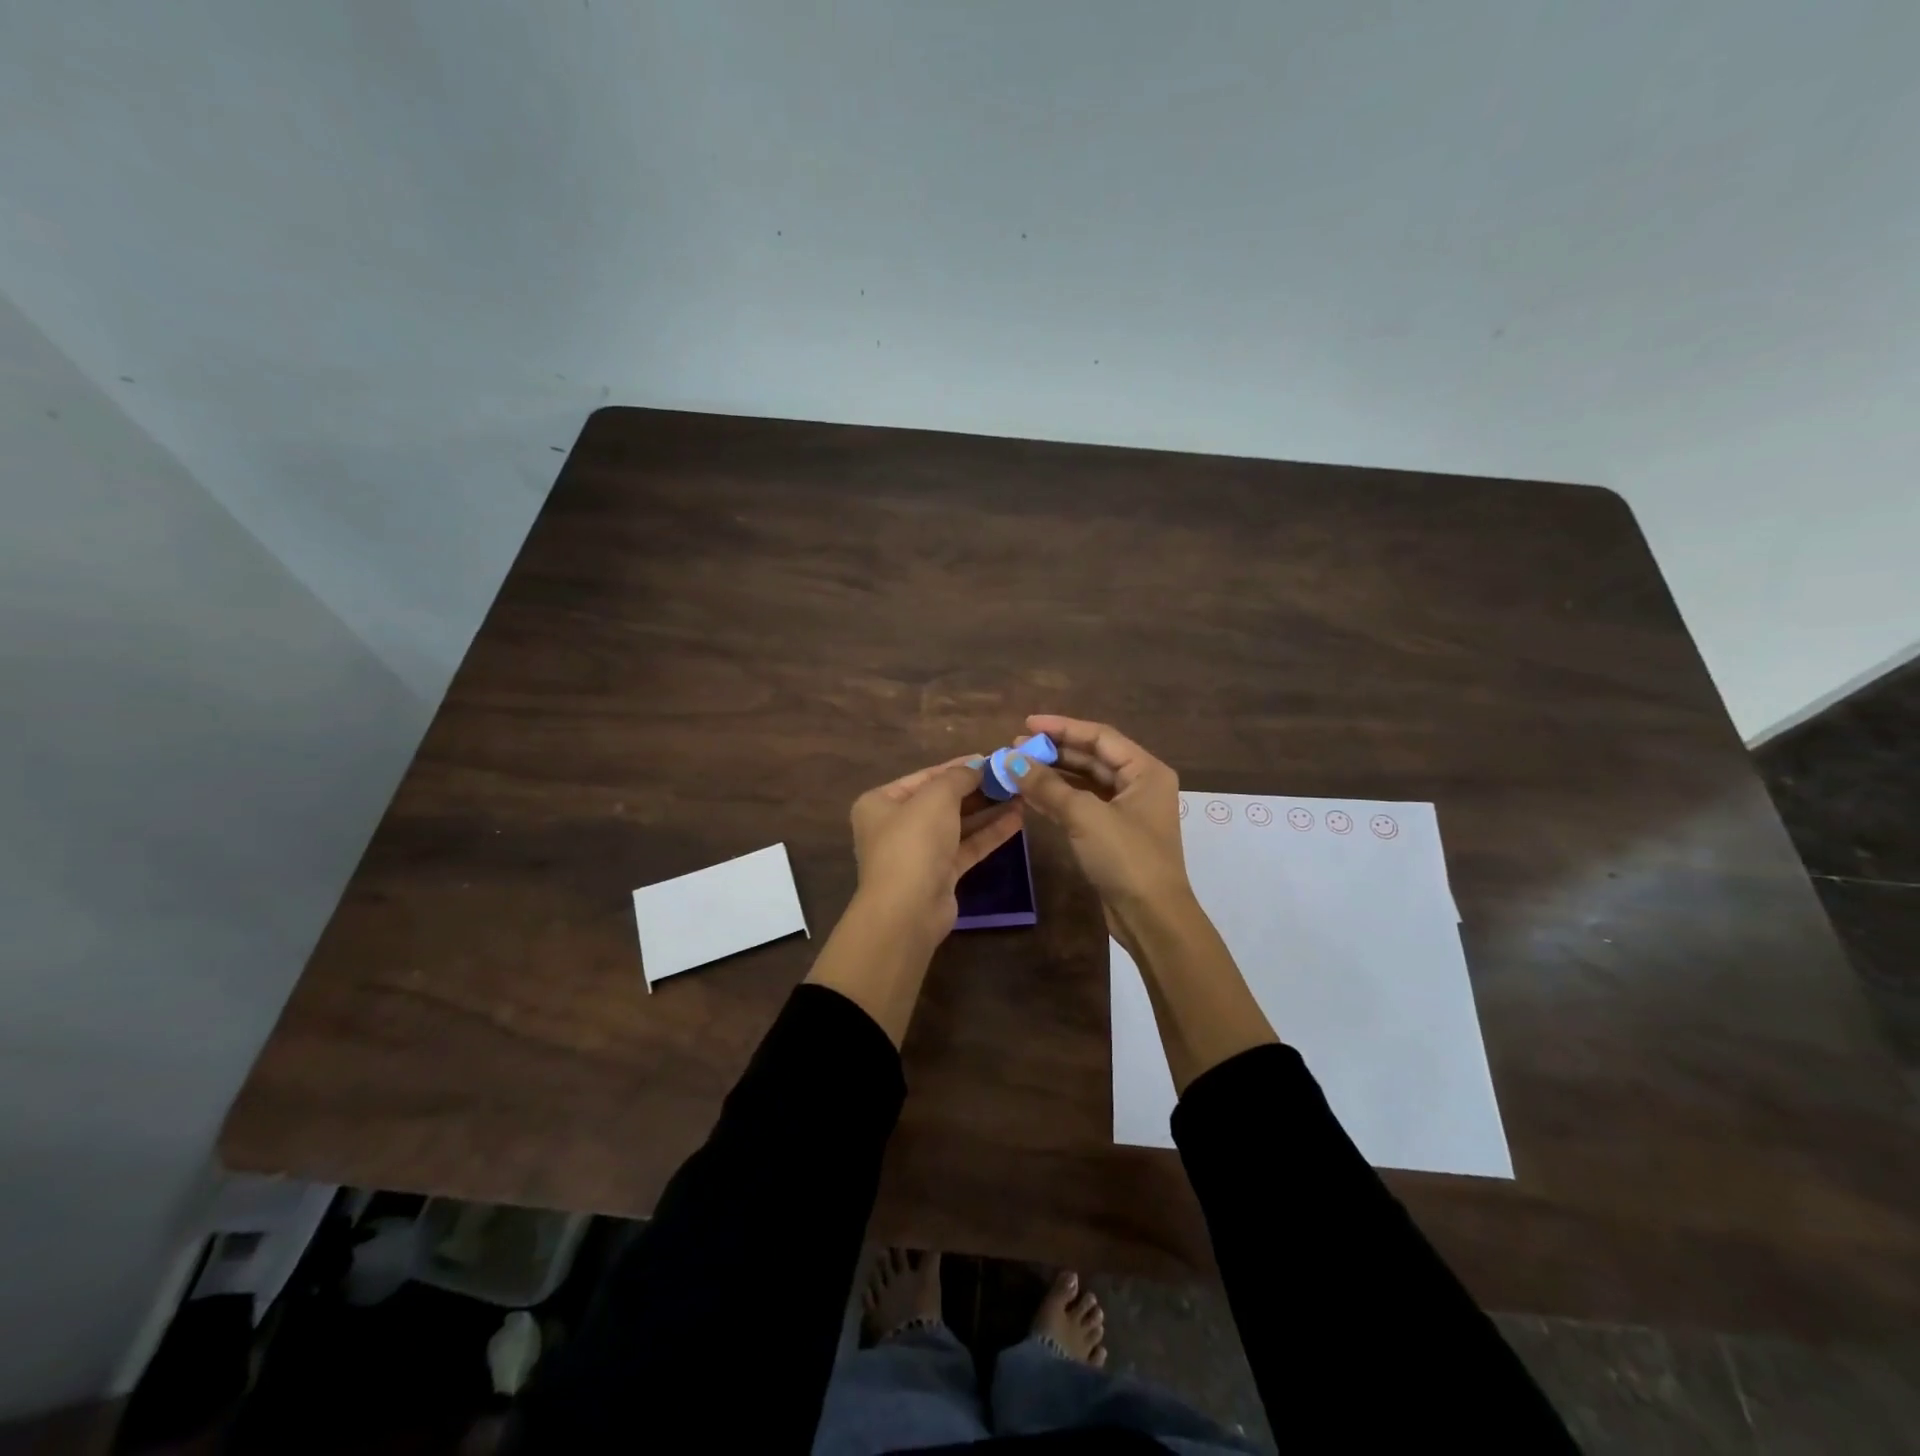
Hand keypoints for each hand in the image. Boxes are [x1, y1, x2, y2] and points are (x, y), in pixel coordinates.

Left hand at [848, 756, 1023, 949]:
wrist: (908, 910)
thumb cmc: (914, 842)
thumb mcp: (936, 797)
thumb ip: (958, 777)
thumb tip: (978, 766)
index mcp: (881, 802)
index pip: (925, 776)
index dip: (958, 766)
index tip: (990, 758)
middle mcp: (896, 825)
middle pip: (942, 800)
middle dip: (977, 789)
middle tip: (1010, 777)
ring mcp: (918, 852)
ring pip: (958, 824)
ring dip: (988, 810)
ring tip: (1021, 795)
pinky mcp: (939, 875)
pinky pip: (966, 846)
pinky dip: (989, 833)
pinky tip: (1017, 820)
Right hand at [1015, 715, 1275, 1086]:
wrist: (1151, 917)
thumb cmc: (1126, 858)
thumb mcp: (1085, 816)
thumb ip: (1047, 785)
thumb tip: (1011, 760)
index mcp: (1145, 771)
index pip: (1099, 736)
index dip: (1062, 727)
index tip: (1027, 724)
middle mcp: (1138, 785)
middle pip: (1091, 757)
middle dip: (1054, 752)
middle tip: (1016, 748)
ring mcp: (1125, 811)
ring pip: (1084, 782)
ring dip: (1052, 775)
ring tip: (1017, 769)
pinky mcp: (1112, 834)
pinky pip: (1081, 806)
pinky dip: (1056, 799)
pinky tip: (1028, 795)